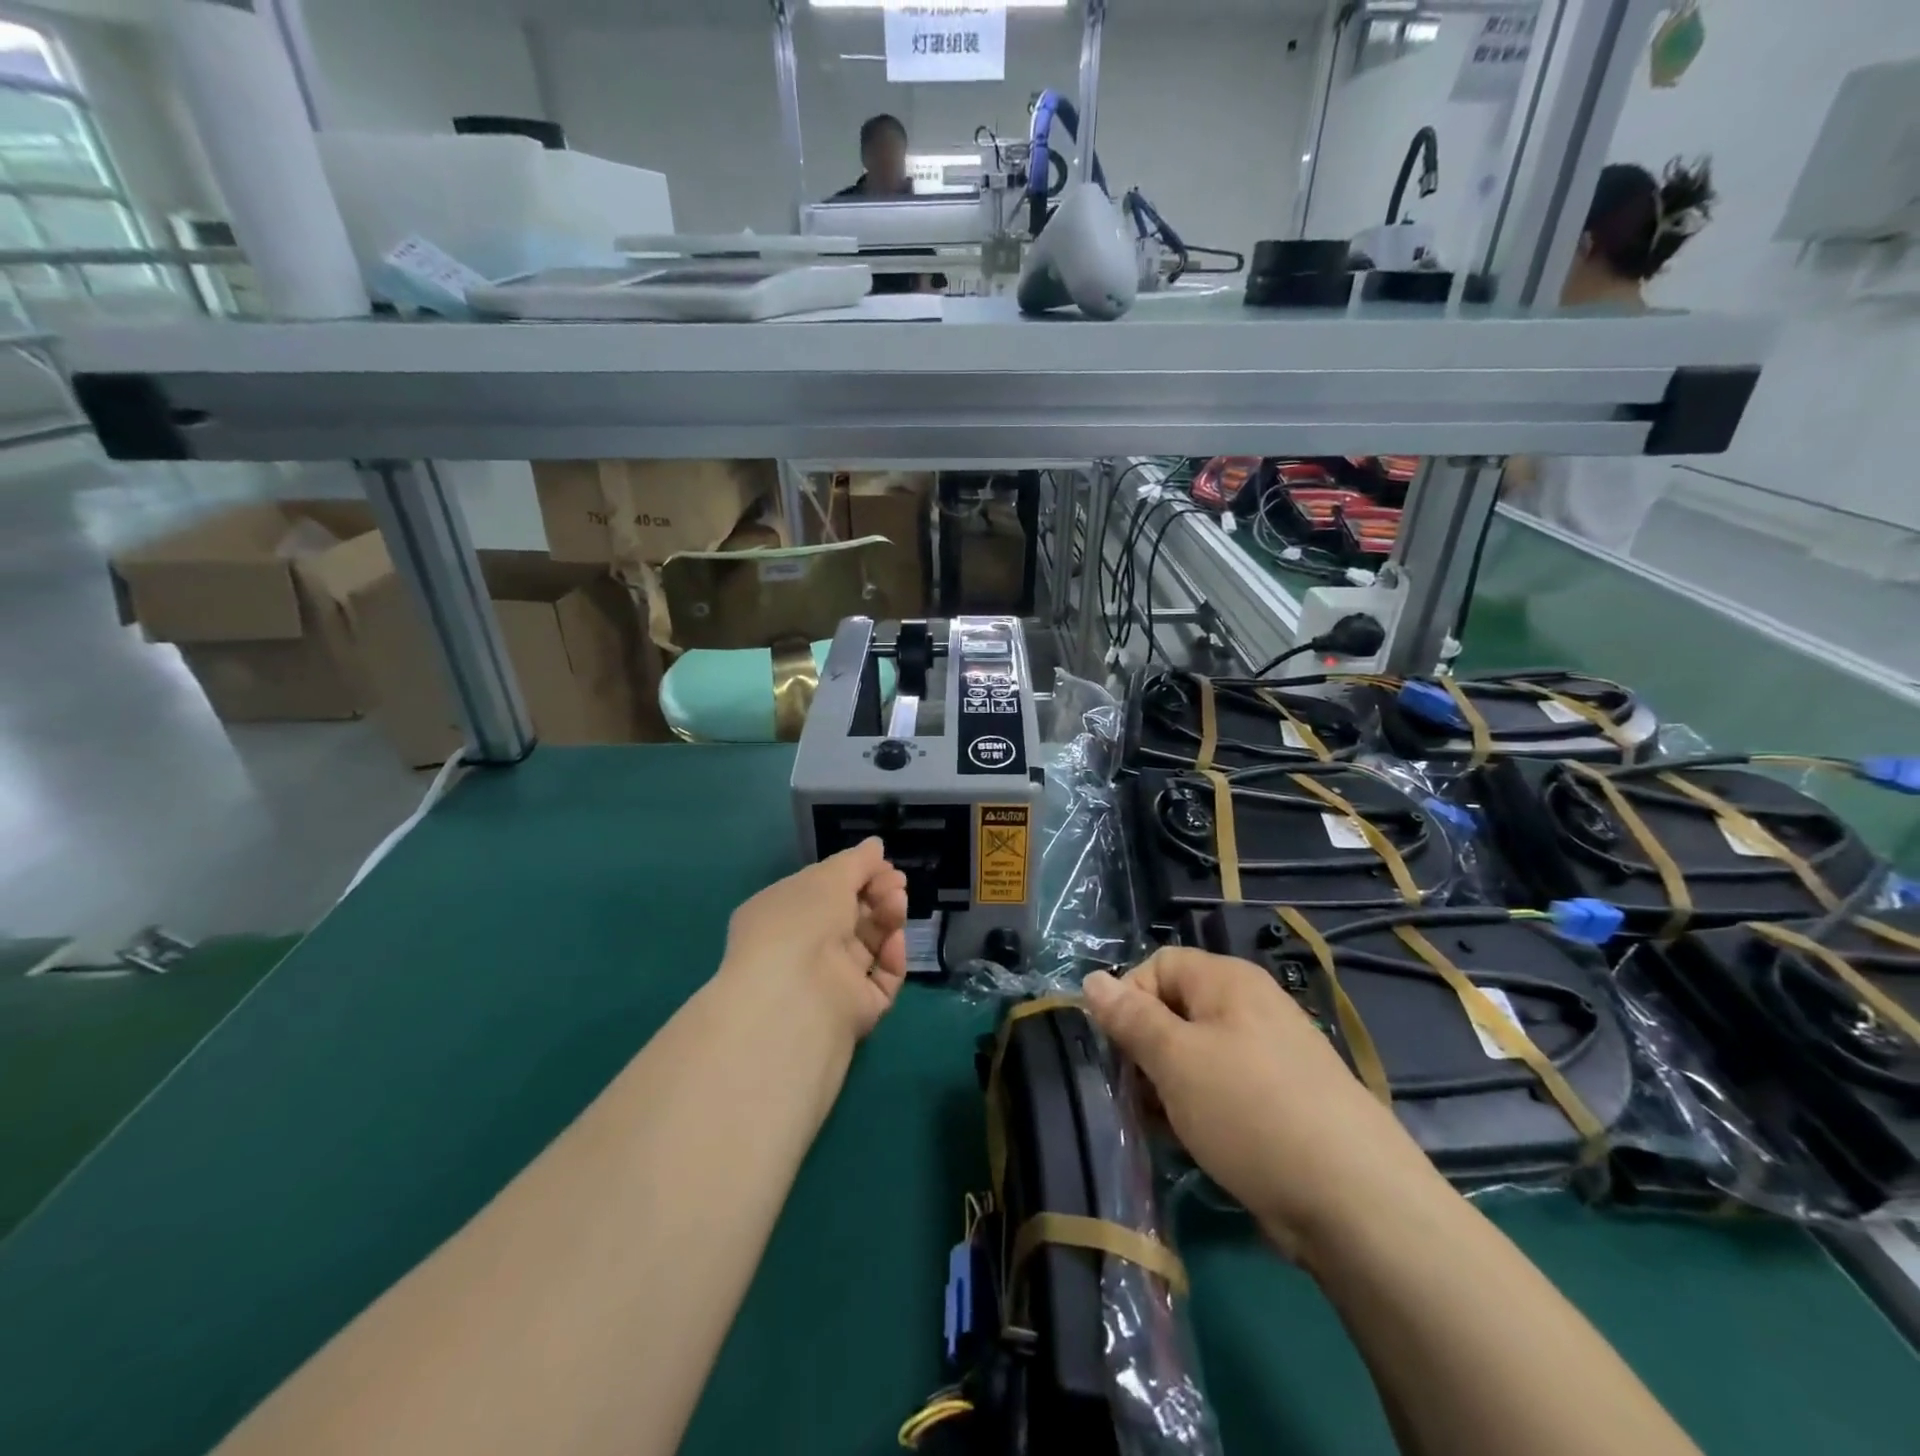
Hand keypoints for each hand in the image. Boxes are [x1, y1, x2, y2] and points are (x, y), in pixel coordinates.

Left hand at [722, 839, 910, 1045]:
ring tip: (898, 902)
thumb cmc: (800, 922)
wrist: (797, 995)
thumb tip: (875, 846)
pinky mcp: (855, 1009)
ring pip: (868, 944)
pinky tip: (895, 939)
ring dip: (887, 918)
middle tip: (897, 882)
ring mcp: (828, 981)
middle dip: (877, 894)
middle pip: (850, 916)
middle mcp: (802, 948)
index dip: (854, 875)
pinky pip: (881, 978)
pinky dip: (891, 957)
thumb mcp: (827, 878)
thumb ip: (856, 862)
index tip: (882, 863)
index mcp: (781, 915)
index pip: (822, 891)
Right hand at [1083, 949, 1443, 1258]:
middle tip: (1136, 1096)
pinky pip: (1224, 1087)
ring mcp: (1271, 1055)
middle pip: (1175, 1010)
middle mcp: (1251, 1006)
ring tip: (1163, 1127)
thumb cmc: (1251, 1112)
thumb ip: (1130, 1018)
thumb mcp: (1176, 1060)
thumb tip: (1093, 979)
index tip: (1119, 1050)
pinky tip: (1195, 1144)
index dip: (1129, 1000)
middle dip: (1146, 1050)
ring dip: (1169, 1085)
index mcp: (1228, 980)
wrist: (1357, 1204)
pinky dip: (1200, 1108)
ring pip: (1196, 1054)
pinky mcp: (1283, 1100)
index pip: (1157, 965)